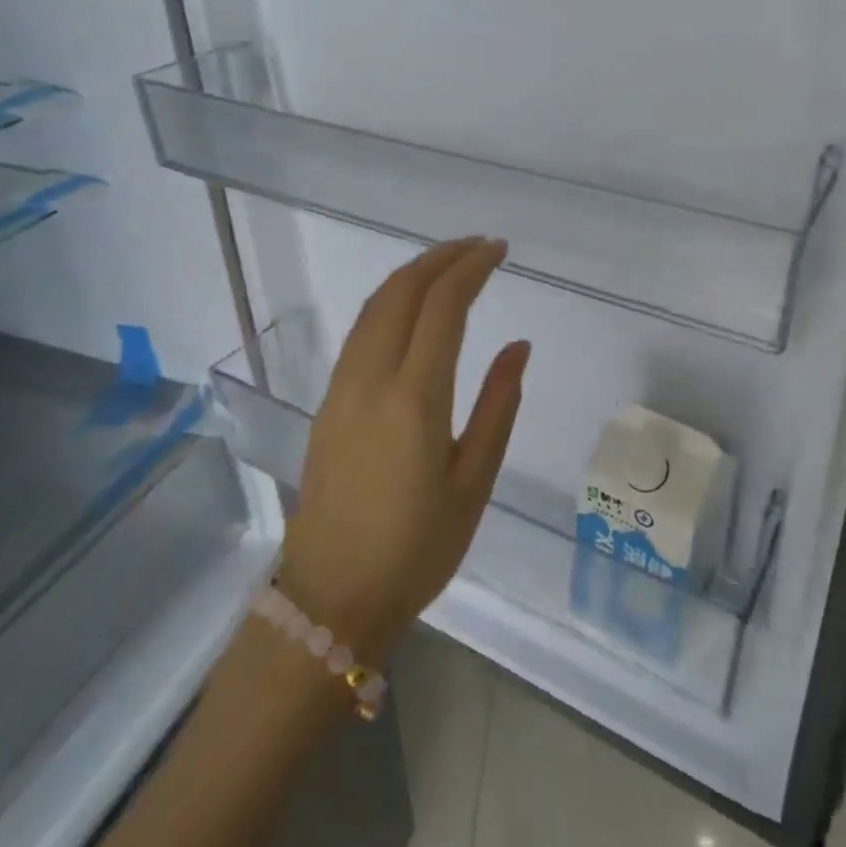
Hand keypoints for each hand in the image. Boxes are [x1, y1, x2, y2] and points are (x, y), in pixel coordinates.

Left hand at [277, 237, 529, 663]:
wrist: (330, 599)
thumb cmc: (416, 549)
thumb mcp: (474, 483)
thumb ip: (499, 406)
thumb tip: (517, 346)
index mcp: (414, 398)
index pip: (443, 306)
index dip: (471, 268)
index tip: (499, 250)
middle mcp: (371, 379)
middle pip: (402, 291)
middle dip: (441, 258)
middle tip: (479, 246)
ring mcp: (341, 388)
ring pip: (375, 306)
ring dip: (413, 274)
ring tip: (450, 264)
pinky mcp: (328, 402)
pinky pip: (362, 330)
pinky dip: (392, 300)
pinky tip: (413, 307)